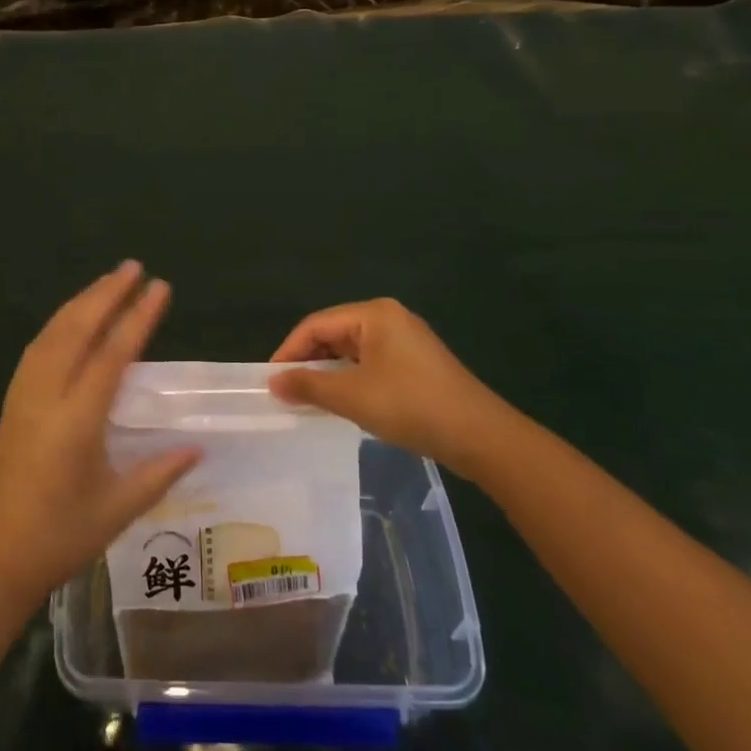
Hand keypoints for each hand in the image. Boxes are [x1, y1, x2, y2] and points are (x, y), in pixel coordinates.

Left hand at [0, 263, 200, 611]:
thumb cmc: (59, 539)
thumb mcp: (117, 510)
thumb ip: (159, 474)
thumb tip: (197, 447)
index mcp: (76, 421)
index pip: (112, 355)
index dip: (137, 317)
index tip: (159, 287)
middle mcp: (46, 397)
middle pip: (76, 330)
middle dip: (106, 294)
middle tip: (133, 266)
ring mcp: (22, 398)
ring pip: (51, 335)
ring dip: (80, 303)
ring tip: (107, 282)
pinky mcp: (11, 405)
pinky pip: (36, 350)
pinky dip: (58, 324)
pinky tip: (70, 320)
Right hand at [269, 298, 506, 462]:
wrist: (480, 437)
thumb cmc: (411, 406)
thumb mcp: (352, 396)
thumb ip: (308, 385)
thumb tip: (273, 382)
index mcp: (374, 314)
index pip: (316, 324)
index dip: (289, 351)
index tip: (270, 380)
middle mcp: (389, 318)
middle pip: (334, 334)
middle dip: (308, 362)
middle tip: (286, 392)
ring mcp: (406, 341)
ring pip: (352, 351)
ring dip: (328, 373)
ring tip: (308, 399)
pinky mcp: (416, 365)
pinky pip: (371, 364)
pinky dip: (351, 380)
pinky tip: (342, 403)